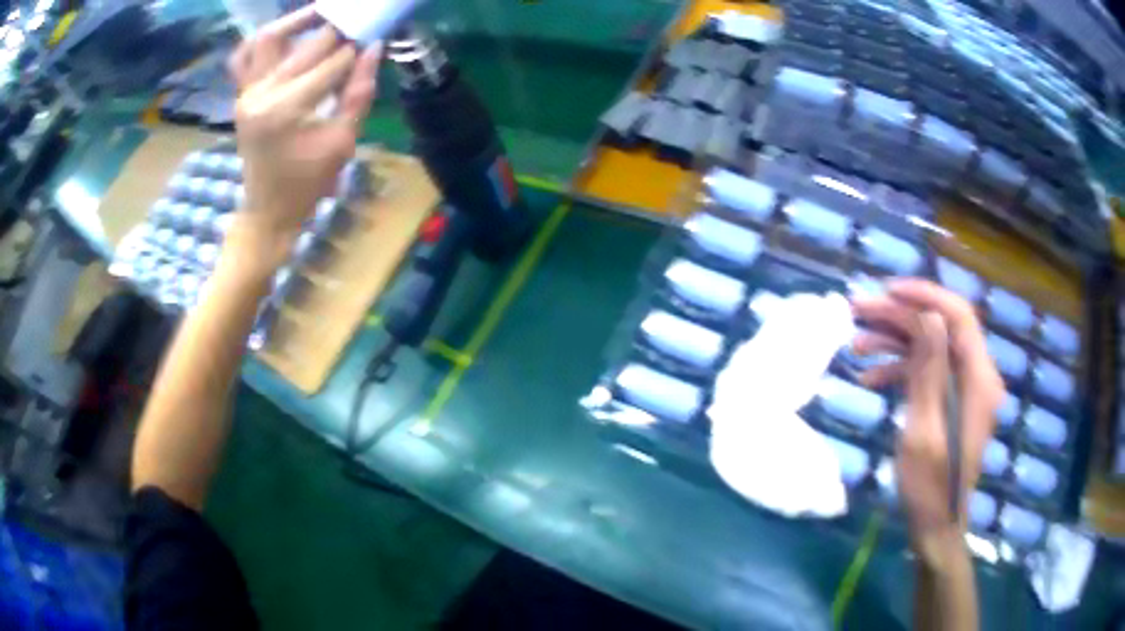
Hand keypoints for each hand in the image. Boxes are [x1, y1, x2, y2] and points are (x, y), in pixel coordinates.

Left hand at [227, 7, 380, 265]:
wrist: (268, 209)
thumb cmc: (307, 183)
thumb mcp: (343, 142)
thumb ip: (358, 92)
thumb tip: (374, 48)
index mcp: (287, 110)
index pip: (331, 63)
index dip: (356, 48)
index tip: (374, 35)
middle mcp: (262, 94)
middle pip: (305, 47)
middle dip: (336, 32)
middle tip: (356, 24)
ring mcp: (246, 93)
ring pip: (268, 40)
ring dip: (295, 22)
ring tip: (322, 13)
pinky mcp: (241, 95)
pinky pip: (243, 57)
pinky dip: (261, 41)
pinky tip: (283, 35)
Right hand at [851, 279, 1003, 563]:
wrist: (935, 525)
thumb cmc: (930, 486)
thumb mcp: (925, 432)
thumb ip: (930, 373)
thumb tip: (929, 318)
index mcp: (978, 379)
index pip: (958, 316)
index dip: (925, 295)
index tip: (888, 291)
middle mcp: (975, 374)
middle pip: (940, 327)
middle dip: (900, 316)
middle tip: (858, 312)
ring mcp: (963, 386)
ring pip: (930, 346)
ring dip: (895, 341)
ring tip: (856, 343)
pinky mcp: (949, 398)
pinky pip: (927, 370)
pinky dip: (900, 368)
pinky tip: (871, 376)